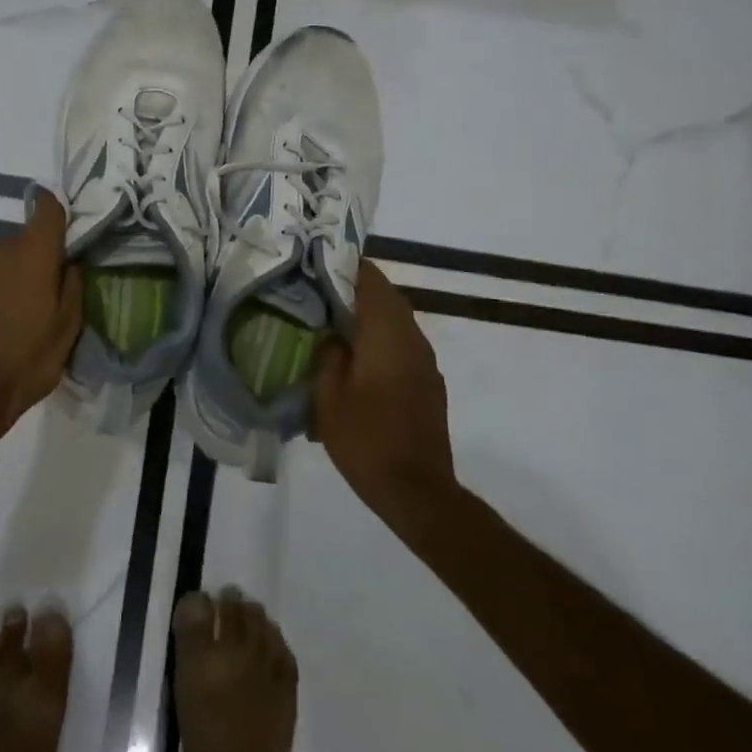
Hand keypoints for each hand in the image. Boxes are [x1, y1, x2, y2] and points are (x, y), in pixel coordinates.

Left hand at [0, 190, 83, 444]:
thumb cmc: (27, 360)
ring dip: (12, 274)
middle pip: (24, 239)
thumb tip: (70, 263)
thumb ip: (73, 286)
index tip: (64, 227)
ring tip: (17, 311)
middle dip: (37, 258)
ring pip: (1, 258)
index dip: (56, 209)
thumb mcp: (67, 329)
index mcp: (33, 253)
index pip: (46, 208)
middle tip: (46, 292)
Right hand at [311, 259, 456, 515]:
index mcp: (386, 334)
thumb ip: (328, 356)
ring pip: (398, 321)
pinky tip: (359, 358)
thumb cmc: (366, 439)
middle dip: (357, 289)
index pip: (372, 281)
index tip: (321, 261)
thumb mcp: (329, 397)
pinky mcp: (430, 384)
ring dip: (371, 315)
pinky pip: (404, 345)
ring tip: (336, 322)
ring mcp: (426, 362)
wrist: (417, 491)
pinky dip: (382, 339)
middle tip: (321, 291)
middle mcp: (412, 339)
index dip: (348, 266)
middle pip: (388, 297)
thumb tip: (332, 335)